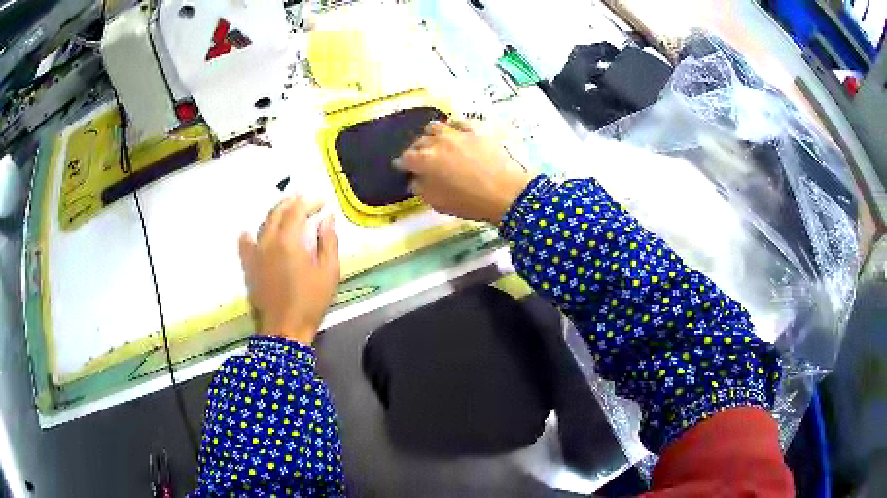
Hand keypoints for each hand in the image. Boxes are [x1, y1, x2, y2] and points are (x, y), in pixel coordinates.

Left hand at [238, 196, 339, 344]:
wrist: (284, 329)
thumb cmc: (311, 302)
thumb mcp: (329, 272)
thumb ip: (328, 241)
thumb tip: (326, 218)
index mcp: (289, 241)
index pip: (297, 210)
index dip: (310, 202)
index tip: (322, 202)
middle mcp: (269, 241)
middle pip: (277, 212)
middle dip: (292, 202)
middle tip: (305, 200)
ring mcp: (255, 253)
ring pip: (263, 223)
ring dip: (275, 213)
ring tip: (287, 211)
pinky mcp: (249, 266)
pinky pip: (245, 243)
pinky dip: (250, 233)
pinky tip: (251, 231)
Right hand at [395, 120, 532, 222]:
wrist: (507, 192)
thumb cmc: (470, 202)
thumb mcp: (438, 203)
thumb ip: (421, 189)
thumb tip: (415, 180)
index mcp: (424, 160)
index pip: (405, 158)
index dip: (402, 164)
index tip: (403, 168)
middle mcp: (437, 142)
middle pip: (419, 141)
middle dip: (417, 150)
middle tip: (421, 160)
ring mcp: (458, 133)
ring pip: (436, 127)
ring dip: (432, 135)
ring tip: (438, 144)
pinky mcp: (477, 129)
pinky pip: (459, 123)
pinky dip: (455, 129)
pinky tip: (459, 136)